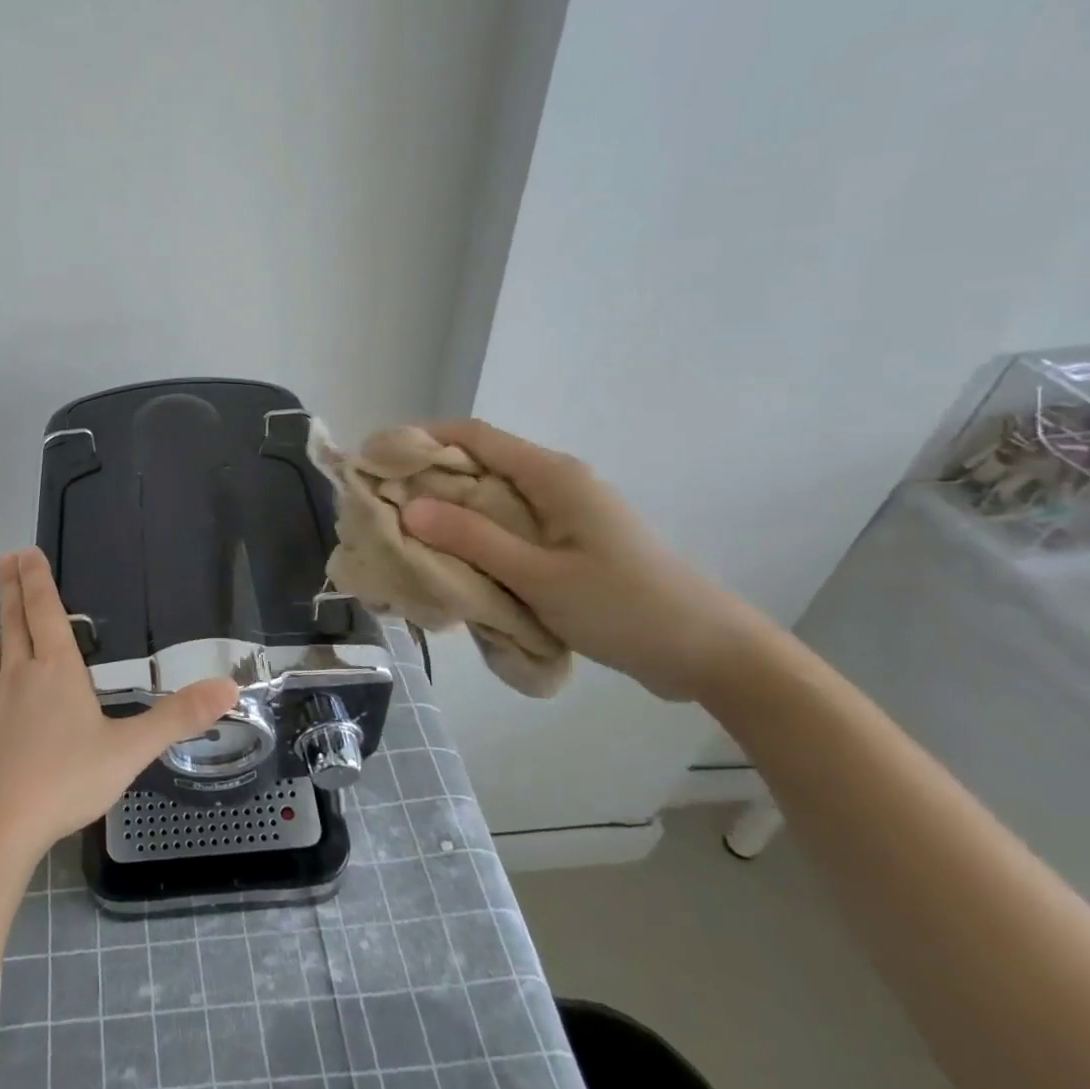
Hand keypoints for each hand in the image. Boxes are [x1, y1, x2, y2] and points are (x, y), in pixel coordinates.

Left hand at [0, 548, 238, 864]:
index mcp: (56, 673)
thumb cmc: (65, 783)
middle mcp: (17, 676)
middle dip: (10, 590)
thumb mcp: (130, 750)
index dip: (38, 581)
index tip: (25, 551)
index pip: (47, 614)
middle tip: (1, 559)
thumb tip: (231, 686)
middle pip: (14, 624)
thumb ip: (178, 717)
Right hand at [400, 420, 777, 701]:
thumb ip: (474, 540)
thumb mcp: (541, 577)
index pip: (474, 435)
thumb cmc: (627, 608)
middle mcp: (556, 483)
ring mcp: (565, 513)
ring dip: (450, 514)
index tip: (377, 460)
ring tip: (407, 537)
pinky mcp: (569, 542)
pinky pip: (509, 527)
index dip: (422, 438)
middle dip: (428, 481)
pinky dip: (476, 537)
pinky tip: (454, 564)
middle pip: (478, 465)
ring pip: (491, 499)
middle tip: (382, 508)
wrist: (712, 653)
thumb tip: (410, 508)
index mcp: (552, 475)